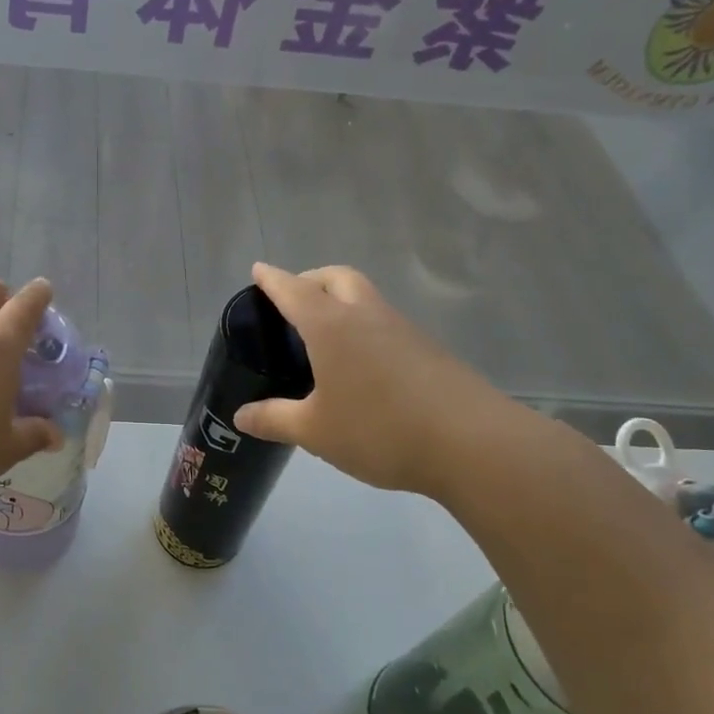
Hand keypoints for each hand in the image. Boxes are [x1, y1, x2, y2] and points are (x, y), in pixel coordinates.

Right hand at [232, 262, 535, 497]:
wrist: (472, 443)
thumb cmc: (380, 429)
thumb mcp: (315, 431)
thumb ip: (275, 419)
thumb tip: (241, 416)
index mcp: (331, 326)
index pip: (293, 290)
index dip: (272, 279)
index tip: (259, 270)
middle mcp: (366, 316)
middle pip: (337, 277)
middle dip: (311, 279)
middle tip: (294, 301)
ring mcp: (403, 329)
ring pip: (366, 298)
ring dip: (341, 302)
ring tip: (324, 338)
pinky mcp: (428, 349)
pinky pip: (386, 324)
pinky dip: (365, 329)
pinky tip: (361, 366)